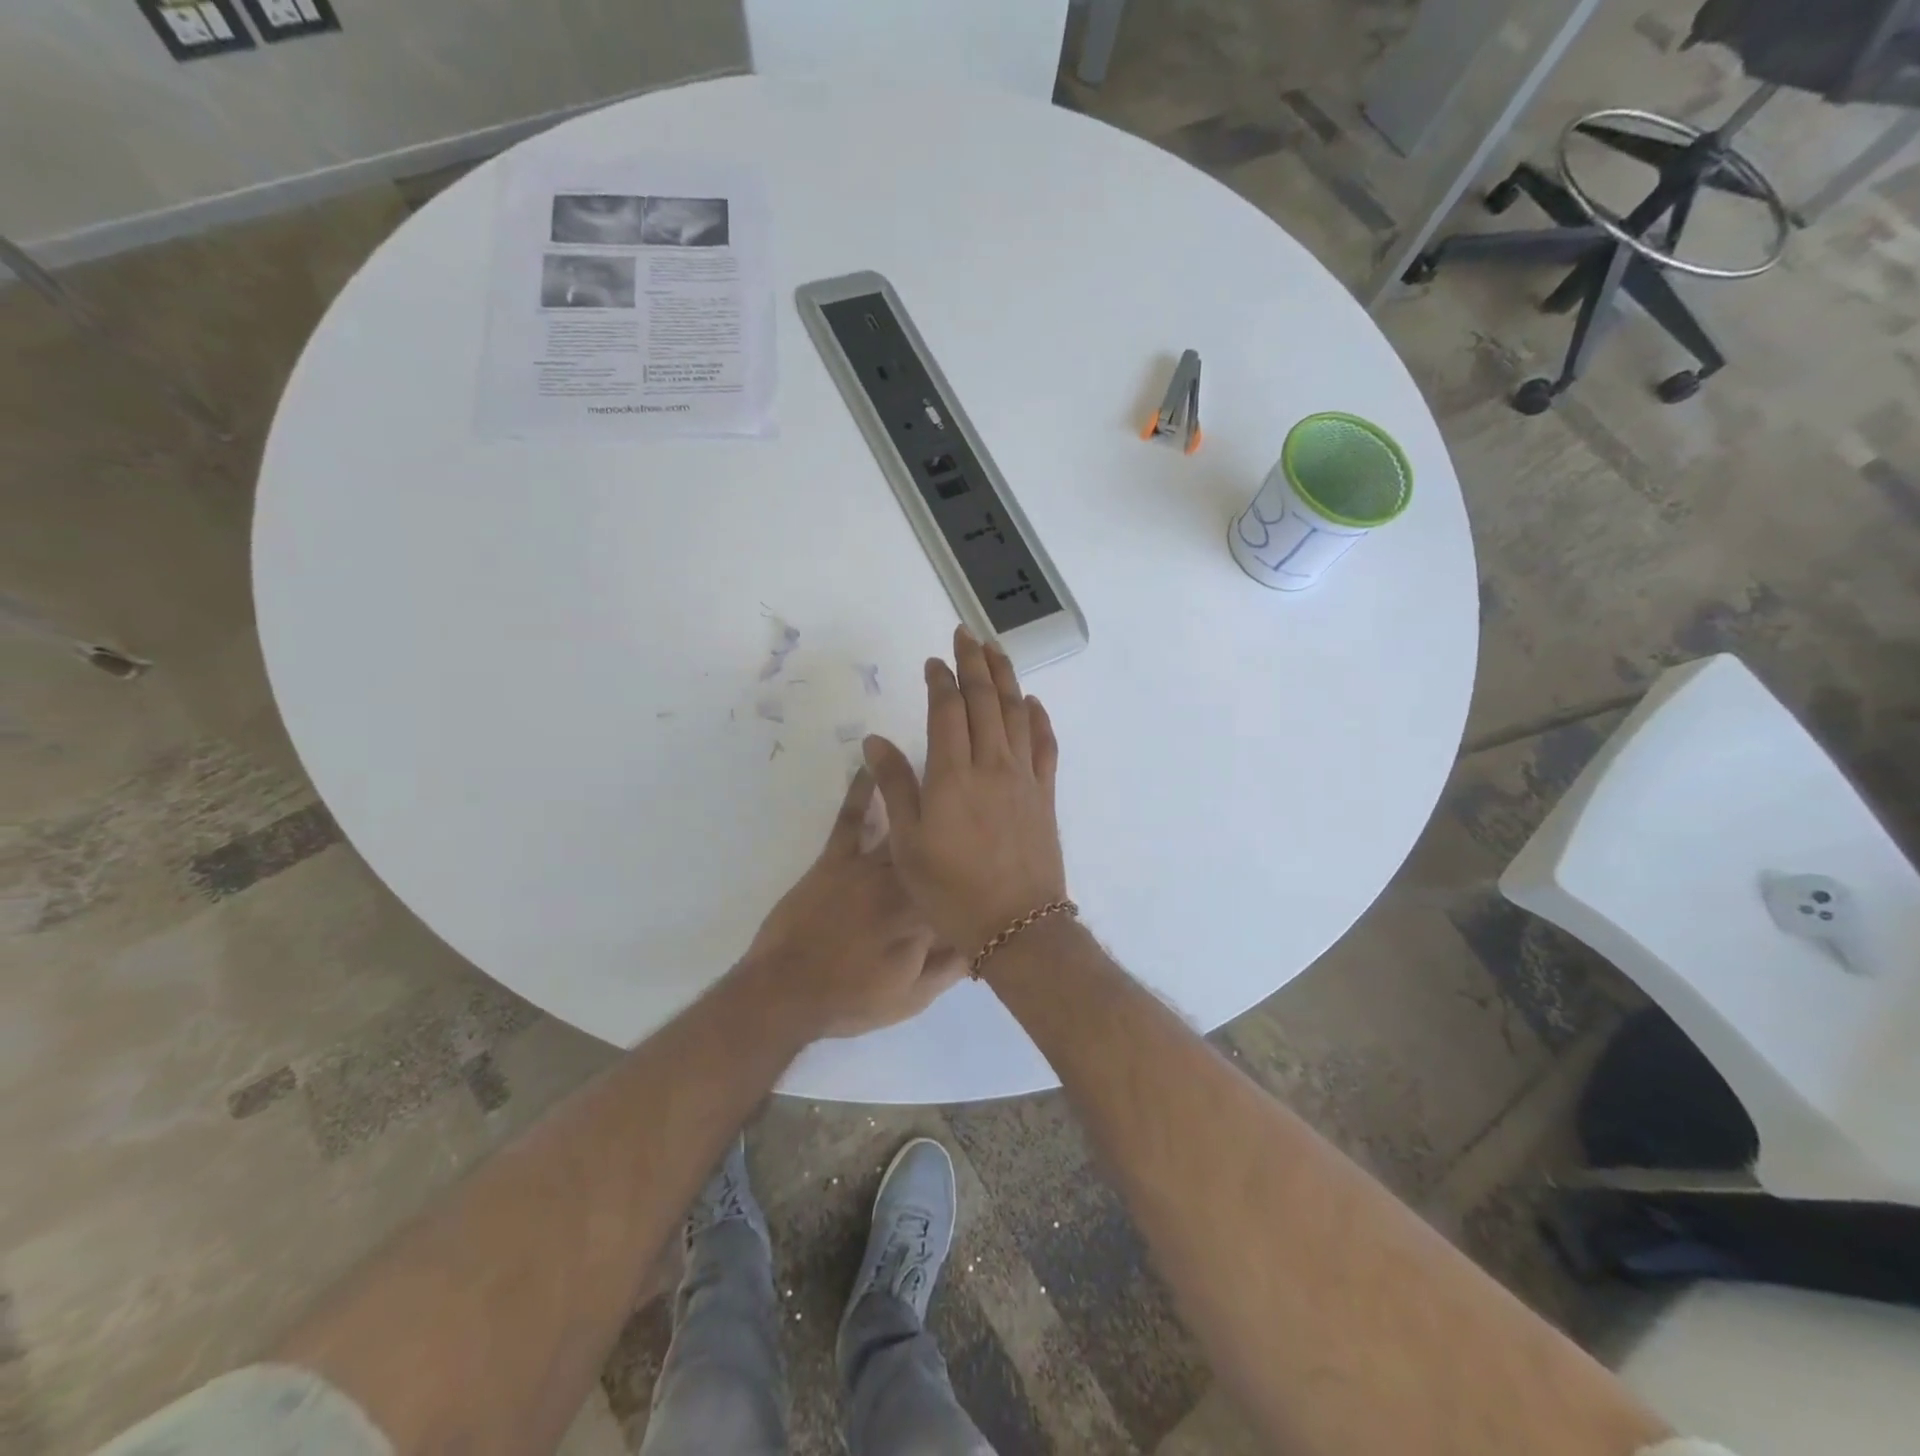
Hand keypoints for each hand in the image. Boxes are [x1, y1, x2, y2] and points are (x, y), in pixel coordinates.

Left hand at [744, 767, 963, 1039]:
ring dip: (923, 795)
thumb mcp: (911, 998)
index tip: (997, 851)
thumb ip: (950, 966)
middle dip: (959, 818)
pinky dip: (861, 790)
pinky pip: (851, 819)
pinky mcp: (833, 859)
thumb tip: (983, 935)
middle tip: (977, 784)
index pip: (962, 885)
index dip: (981, 869)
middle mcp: (900, 883)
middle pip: (937, 846)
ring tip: (944, 761)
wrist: (784, 993)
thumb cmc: (851, 999)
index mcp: (923, 917)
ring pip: (903, 825)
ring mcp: (865, 867)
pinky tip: (873, 762)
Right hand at [862, 627, 1068, 958]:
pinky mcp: (1045, 794)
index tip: (933, 661)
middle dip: (975, 663)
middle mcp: (992, 764)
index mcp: (953, 774)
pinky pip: (1046, 744)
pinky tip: (1033, 703)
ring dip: (1007, 678)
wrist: (1016, 925)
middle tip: (966, 635)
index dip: (940, 680)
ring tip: (997, 651)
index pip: (947, 710)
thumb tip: (874, 740)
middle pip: (986, 700)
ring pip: (1018, 713)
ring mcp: (1024, 777)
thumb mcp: (908, 843)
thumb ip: (894, 786)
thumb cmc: (951, 890)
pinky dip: (1040, 717)